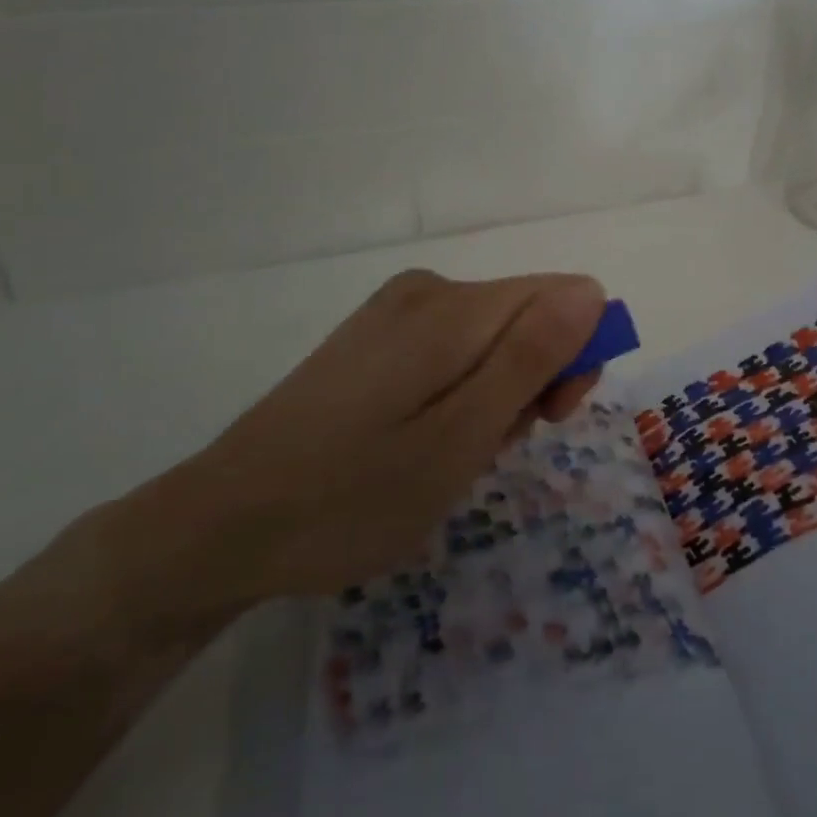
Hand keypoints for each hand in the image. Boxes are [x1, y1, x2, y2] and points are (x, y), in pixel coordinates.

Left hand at [118, 269, 604, 627]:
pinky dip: (459, 393)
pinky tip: (423, 440)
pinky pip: (452, 349)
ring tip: (450, 455)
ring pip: (492, 339)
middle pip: (528, 316)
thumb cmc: (355, 495)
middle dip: (533, 381)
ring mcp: (395, 311)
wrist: (224, 525)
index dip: (575, 357)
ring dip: (495, 395)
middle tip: (491, 449)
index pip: (565, 298)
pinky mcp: (376, 336)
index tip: (549, 419)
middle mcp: (428, 291)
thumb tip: (592, 291)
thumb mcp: (461, 437)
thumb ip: (531, 357)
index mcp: (453, 308)